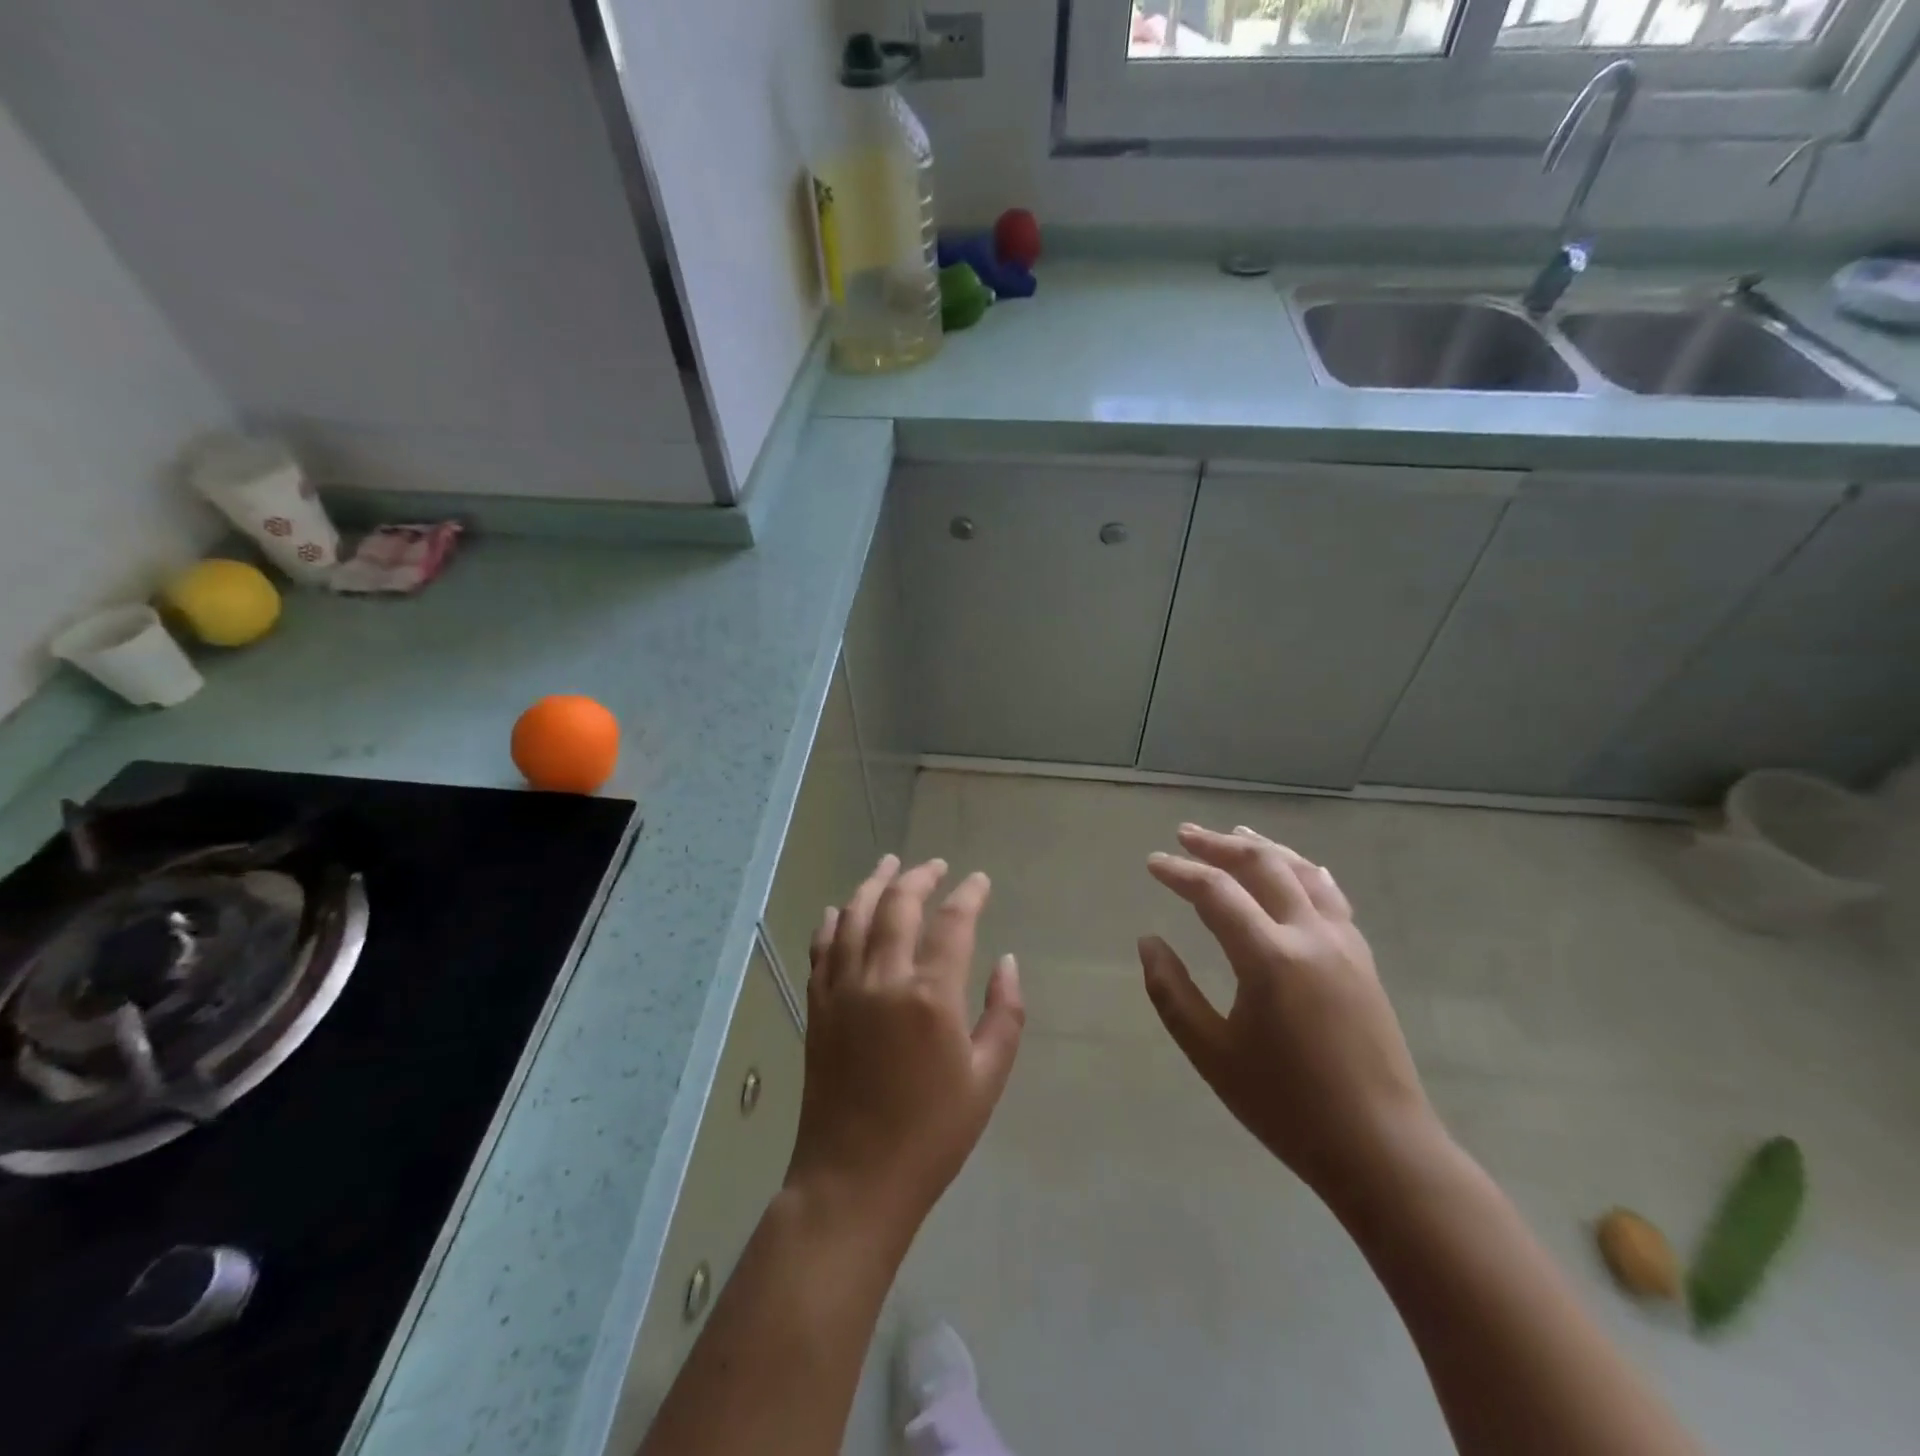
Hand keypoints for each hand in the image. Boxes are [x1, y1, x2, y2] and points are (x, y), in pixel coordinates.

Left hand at [785, 855, 1024, 1241]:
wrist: (854, 1180)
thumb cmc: (932, 1135)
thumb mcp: (987, 1079)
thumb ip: (1004, 1014)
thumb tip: (1006, 962)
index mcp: (930, 996)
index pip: (952, 922)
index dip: (968, 894)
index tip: (979, 880)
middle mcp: (882, 979)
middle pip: (897, 905)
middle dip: (919, 877)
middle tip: (935, 865)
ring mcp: (842, 989)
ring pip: (853, 916)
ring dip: (873, 884)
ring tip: (889, 864)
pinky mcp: (817, 1006)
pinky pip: (821, 948)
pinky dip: (832, 921)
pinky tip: (838, 909)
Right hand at [1140, 824, 1440, 1208]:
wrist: (1382, 1149)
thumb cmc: (1286, 1106)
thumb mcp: (1212, 1053)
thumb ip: (1172, 992)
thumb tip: (1149, 942)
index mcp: (1270, 958)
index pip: (1216, 892)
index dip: (1180, 872)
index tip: (1152, 862)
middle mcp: (1310, 936)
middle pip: (1262, 865)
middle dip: (1220, 844)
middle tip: (1186, 834)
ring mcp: (1344, 944)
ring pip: (1301, 872)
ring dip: (1264, 848)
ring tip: (1236, 833)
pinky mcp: (1362, 960)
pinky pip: (1330, 895)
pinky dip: (1303, 871)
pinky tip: (1297, 869)